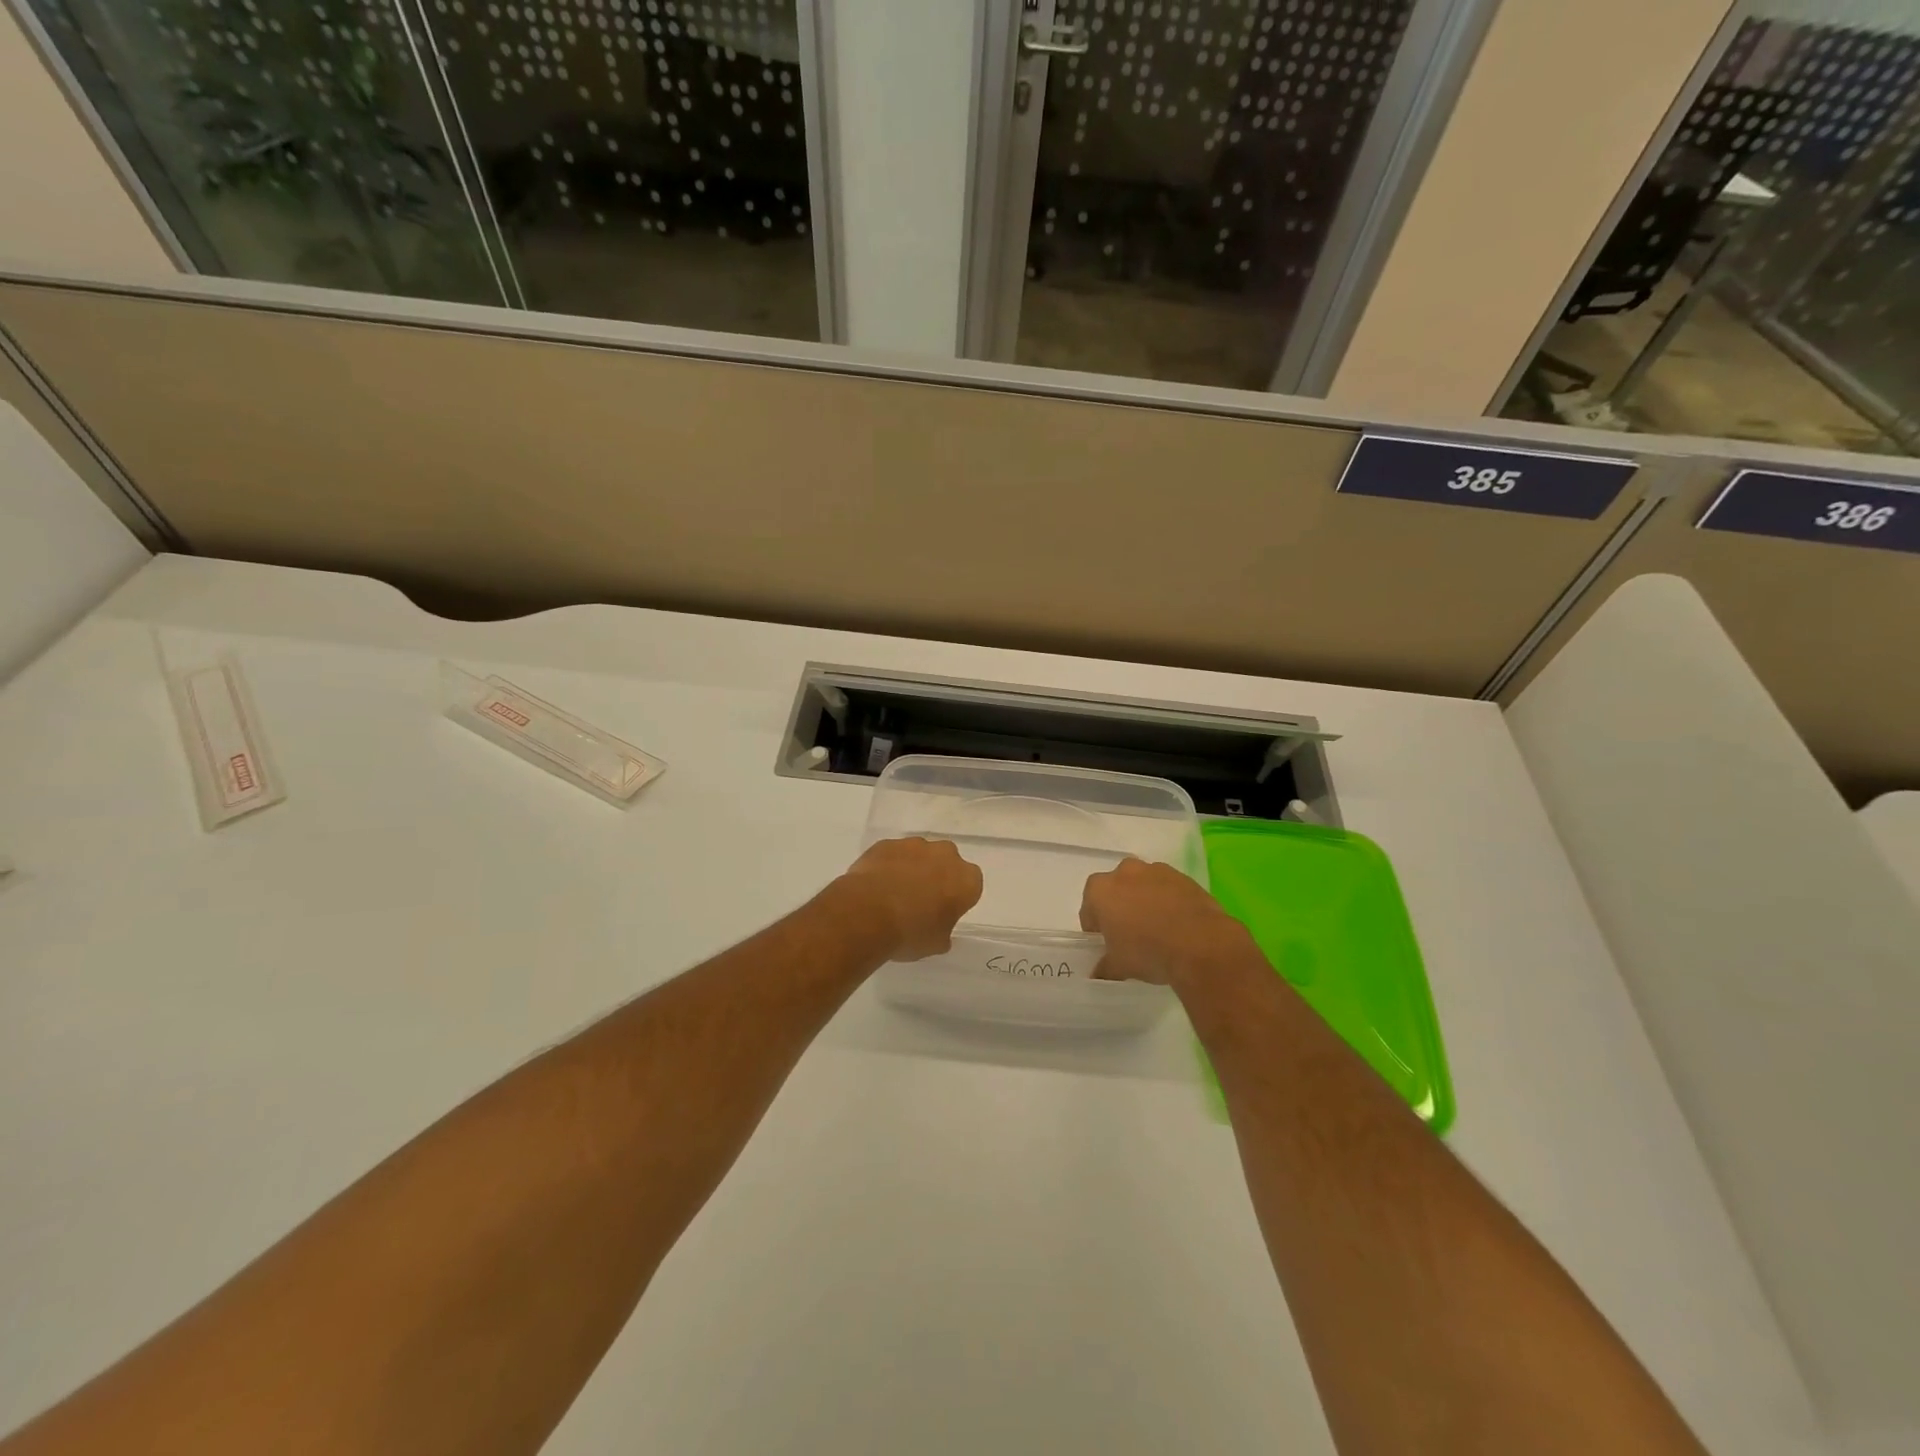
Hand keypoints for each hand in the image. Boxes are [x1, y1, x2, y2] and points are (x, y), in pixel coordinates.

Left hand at [838, 837, 983, 960]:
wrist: (866, 913)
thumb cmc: (910, 932)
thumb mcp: (936, 944)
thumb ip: (944, 931)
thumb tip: (939, 927)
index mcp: (966, 880)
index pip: (971, 885)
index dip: (957, 899)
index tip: (944, 912)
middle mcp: (945, 855)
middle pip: (946, 863)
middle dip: (937, 876)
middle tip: (920, 901)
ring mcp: (914, 845)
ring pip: (919, 855)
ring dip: (911, 869)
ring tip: (893, 894)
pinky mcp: (887, 843)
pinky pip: (893, 854)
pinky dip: (888, 866)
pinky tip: (876, 886)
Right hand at [1080, 857, 1254, 989]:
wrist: (1200, 944)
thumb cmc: (1147, 951)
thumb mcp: (1119, 966)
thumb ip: (1104, 966)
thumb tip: (1098, 972)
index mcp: (1100, 890)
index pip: (1089, 909)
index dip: (1096, 928)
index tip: (1107, 945)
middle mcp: (1125, 872)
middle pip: (1116, 890)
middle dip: (1121, 908)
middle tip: (1131, 936)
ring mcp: (1156, 870)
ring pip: (1144, 886)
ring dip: (1146, 902)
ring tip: (1158, 931)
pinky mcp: (1183, 877)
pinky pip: (1169, 889)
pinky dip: (1169, 902)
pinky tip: (1178, 926)